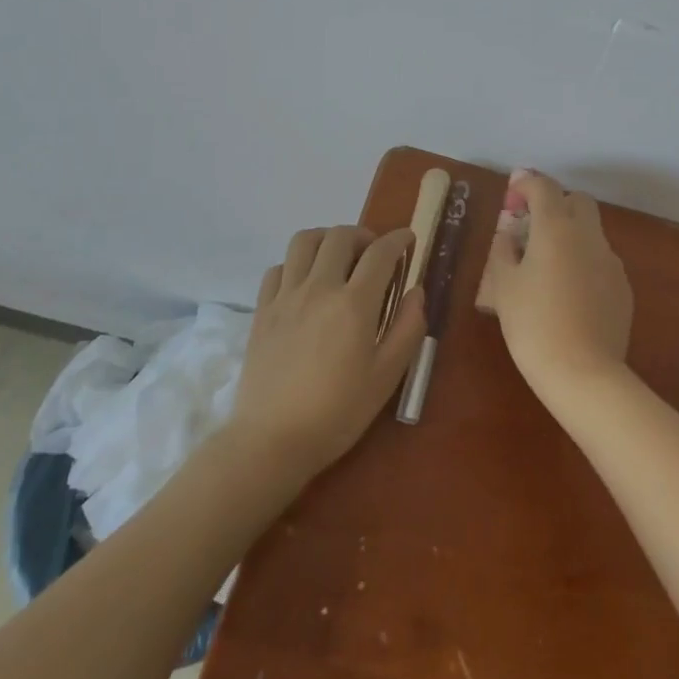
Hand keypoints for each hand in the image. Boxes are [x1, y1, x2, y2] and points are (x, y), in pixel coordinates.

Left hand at [230, 226, 425, 484]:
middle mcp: (320, 288)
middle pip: (341, 235)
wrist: (271, 442)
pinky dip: (296, 264)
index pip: (381, 252)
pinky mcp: (262, 310)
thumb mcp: (387, 376)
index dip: (398, 239)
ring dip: (327, 239)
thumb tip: (416, 291)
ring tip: (337, 258)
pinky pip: (278, 268)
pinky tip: (304, 284)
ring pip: (305, 240)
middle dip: (364, 235)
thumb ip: (408, 327)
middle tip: (373, 254)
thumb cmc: (337, 413)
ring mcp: (286, 296)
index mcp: (354, 303)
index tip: (408, 239)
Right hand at [477, 171, 633, 405]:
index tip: (512, 196)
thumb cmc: (533, 325)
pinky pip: (601, 260)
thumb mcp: (504, 287)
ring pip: (591, 231)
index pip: (544, 187)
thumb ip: (504, 252)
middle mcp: (588, 235)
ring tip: (548, 267)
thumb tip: (509, 237)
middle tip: (532, 228)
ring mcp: (610, 260)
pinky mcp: (623, 286)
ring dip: (571, 235)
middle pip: (577, 201)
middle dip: (555, 204)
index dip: (526, 185)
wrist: (583, 373)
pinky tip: (570, 294)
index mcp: (556, 228)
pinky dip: (584, 263)